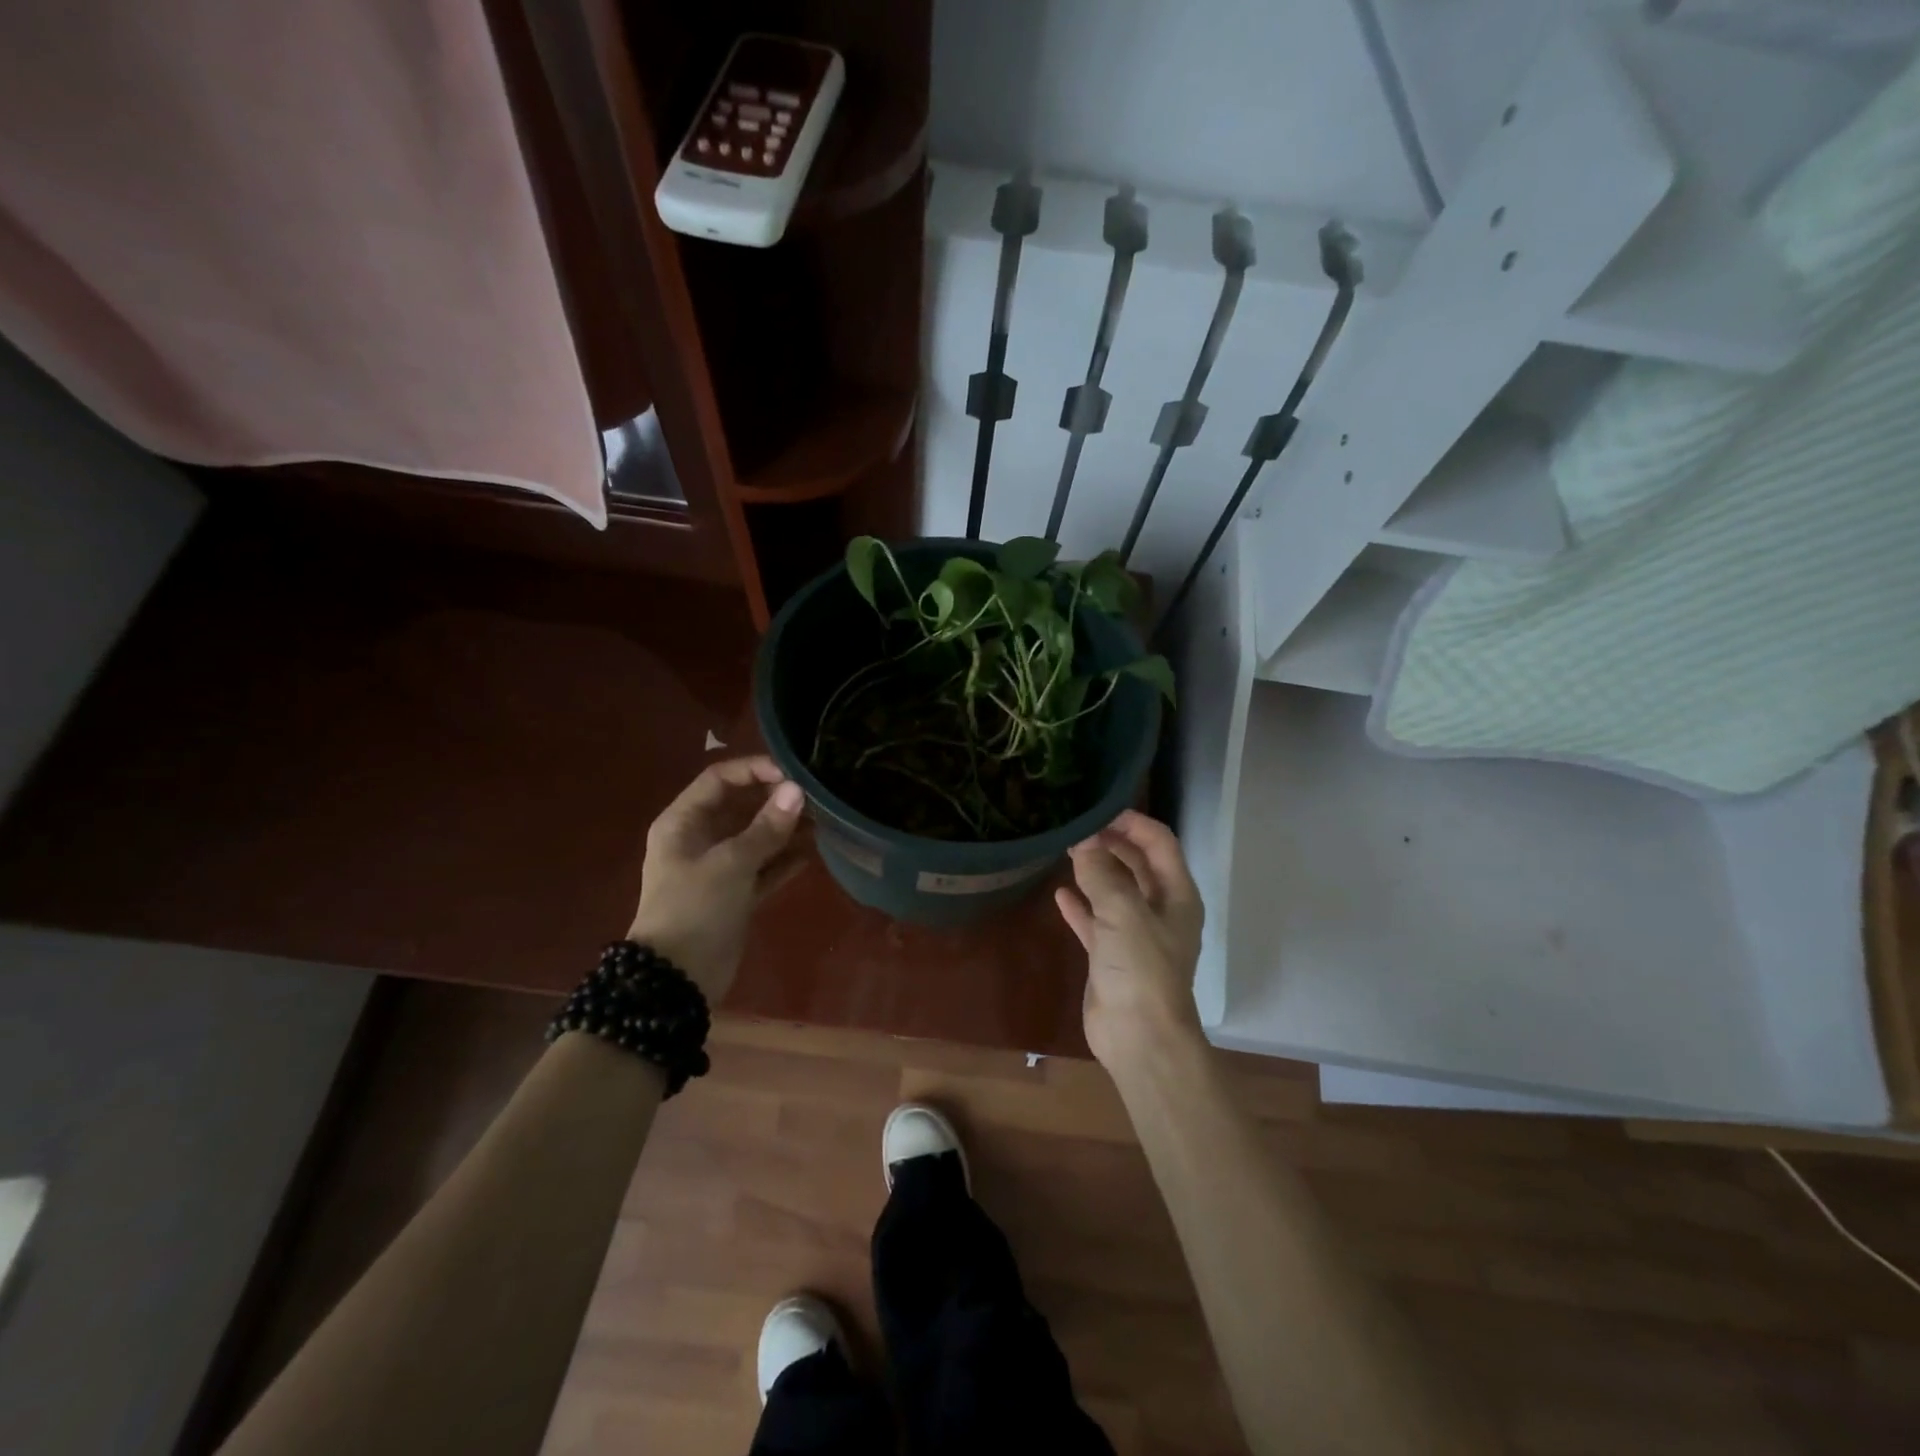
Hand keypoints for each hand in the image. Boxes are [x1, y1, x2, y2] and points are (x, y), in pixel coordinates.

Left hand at [627, 757, 807, 1002]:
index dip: (754, 770)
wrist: (676, 979)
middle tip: (815, 799)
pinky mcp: (735, 894)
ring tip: (823, 822)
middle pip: (741, 806)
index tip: (791, 775)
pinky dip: (784, 860)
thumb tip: (797, 791)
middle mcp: (699, 839)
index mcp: (683, 822)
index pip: (719, 779)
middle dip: (776, 801)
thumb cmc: (695, 908)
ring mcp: (718, 868)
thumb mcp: (731, 863)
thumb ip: (766, 827)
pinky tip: (814, 852)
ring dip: (786, 830)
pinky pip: (763, 868)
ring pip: (756, 838)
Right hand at [1055, 810, 1205, 1068]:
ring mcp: (1135, 934)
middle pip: (1137, 864)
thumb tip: (1083, 841)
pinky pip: (1096, 921)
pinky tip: (1059, 893)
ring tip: (1066, 850)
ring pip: (1115, 891)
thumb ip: (1101, 873)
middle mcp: (1159, 910)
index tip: (1098, 810)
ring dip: (1094, 870)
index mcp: (1176, 895)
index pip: (1159, 842)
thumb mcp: (1123, 912)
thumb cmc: (1141, 968)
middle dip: (1111, 843)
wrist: (1139, 1038)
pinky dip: (1080, 906)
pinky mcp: (1112, 956)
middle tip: (1077, 828)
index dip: (1132, 822)